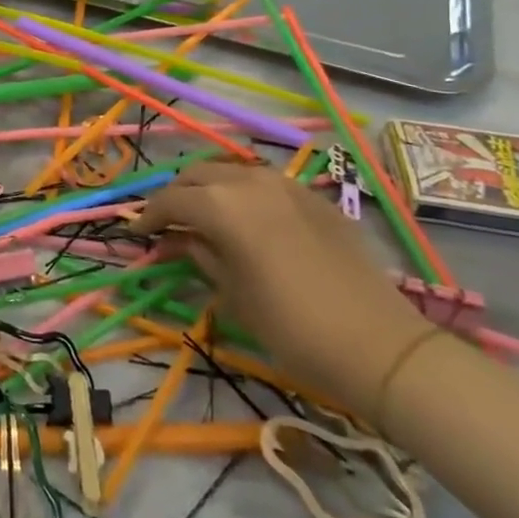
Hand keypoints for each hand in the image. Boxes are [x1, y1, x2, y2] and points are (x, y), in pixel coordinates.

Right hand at [139, 162, 430, 418]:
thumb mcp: (232, 293)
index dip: (149, 216)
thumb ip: (198, 254)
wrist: (378, 345)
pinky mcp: (315, 198)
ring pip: (233, 171)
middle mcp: (250, 181)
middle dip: (178, 196)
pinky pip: (267, 183)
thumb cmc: (291, 326)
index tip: (139, 234)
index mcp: (222, 205)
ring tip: (206, 217)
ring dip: (212, 189)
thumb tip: (175, 240)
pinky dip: (246, 194)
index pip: (170, 200)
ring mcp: (287, 185)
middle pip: (199, 175)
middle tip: (170, 224)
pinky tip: (251, 221)